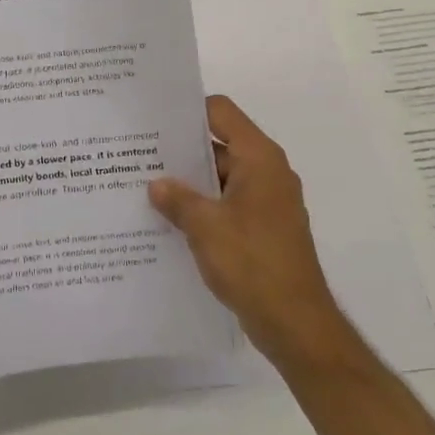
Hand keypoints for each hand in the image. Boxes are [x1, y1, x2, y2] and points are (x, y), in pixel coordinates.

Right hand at [148, 96, 355, 369]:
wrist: (295, 323)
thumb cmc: (253, 263)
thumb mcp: (206, 227)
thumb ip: (177, 199)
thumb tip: (156, 184)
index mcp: (259, 159)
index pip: (221, 112)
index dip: (188, 111)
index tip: (154, 120)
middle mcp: (267, 172)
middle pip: (220, 144)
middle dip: (181, 150)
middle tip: (138, 154)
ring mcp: (266, 202)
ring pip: (221, 178)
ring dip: (189, 183)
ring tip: (145, 187)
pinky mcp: (262, 228)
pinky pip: (227, 204)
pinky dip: (202, 207)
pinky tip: (169, 220)